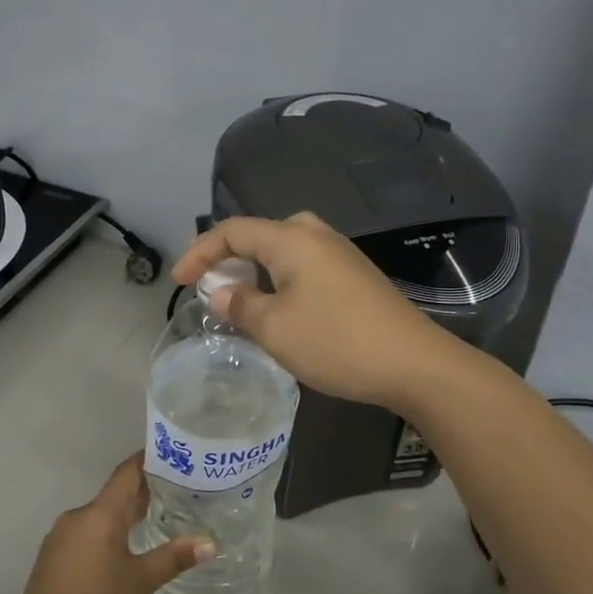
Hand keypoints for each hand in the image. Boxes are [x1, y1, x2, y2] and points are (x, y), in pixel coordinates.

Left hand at [12, 455, 213, 593]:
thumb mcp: (140, 583)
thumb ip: (173, 557)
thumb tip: (210, 542)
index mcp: (99, 515)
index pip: (126, 473)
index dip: (148, 461)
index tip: (174, 457)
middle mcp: (76, 517)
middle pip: (114, 494)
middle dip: (143, 493)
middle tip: (178, 494)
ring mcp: (60, 537)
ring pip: (98, 516)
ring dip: (124, 516)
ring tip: (156, 522)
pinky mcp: (52, 557)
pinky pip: (85, 533)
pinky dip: (106, 534)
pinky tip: (123, 551)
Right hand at [172, 212, 453, 410]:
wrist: (413, 363)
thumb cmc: (335, 341)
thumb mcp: (274, 328)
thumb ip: (240, 305)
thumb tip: (221, 293)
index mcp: (291, 238)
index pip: (232, 231)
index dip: (199, 252)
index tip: (179, 282)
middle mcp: (315, 235)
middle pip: (258, 235)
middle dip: (227, 258)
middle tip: (208, 287)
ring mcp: (339, 253)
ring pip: (282, 252)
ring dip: (253, 272)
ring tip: (237, 301)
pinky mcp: (354, 275)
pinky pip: (302, 266)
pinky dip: (278, 281)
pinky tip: (277, 309)